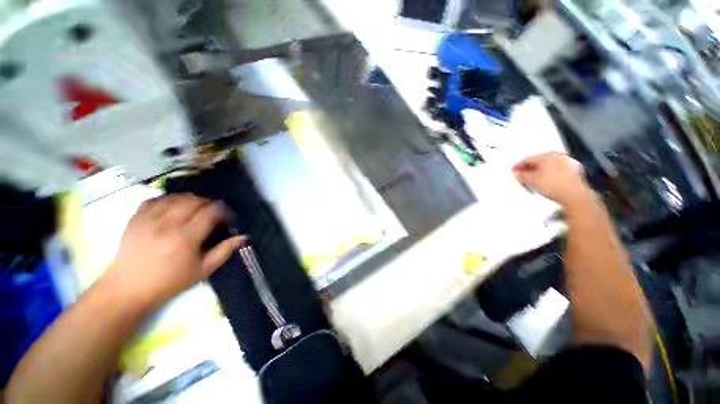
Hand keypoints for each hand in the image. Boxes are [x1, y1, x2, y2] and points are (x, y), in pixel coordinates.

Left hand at [100, 194, 243, 309]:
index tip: (224, 219)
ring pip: (176, 197)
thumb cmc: (169, 281)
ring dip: (191, 200)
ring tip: (194, 210)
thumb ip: (224, 251)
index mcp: (185, 238)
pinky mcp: (136, 218)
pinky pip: (156, 199)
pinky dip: (169, 200)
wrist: (128, 288)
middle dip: (208, 204)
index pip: (210, 212)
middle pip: (195, 200)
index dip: (222, 211)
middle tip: (211, 215)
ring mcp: (149, 219)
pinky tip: (173, 208)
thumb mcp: (202, 271)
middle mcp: (167, 224)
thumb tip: (242, 236)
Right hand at [513, 152, 590, 206]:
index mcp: (546, 155)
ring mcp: (567, 162)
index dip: (518, 165)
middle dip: (529, 167)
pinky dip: (548, 173)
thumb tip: (517, 173)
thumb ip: (522, 175)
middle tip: (522, 174)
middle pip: (539, 160)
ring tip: (532, 177)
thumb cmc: (551, 185)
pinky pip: (556, 169)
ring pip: (548, 164)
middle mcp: (557, 155)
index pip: (528, 158)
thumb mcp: (531, 181)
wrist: (574, 195)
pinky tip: (545, 179)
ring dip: (539, 170)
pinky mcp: (574, 170)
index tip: (512, 171)